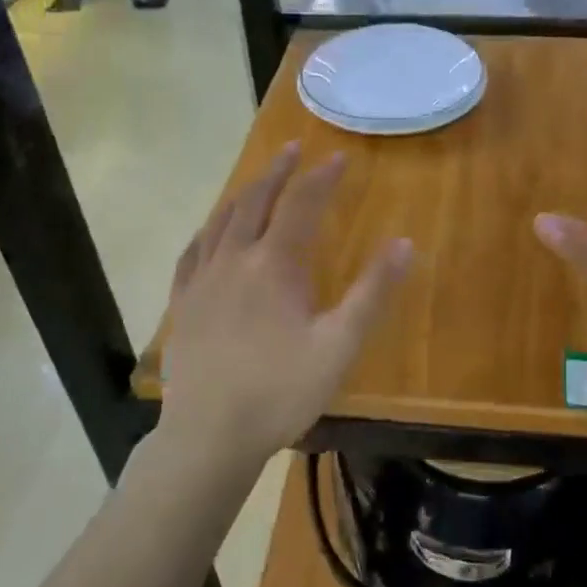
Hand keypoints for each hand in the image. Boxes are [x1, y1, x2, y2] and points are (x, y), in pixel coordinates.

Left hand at [159, 143, 411, 473]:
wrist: (209, 436)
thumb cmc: (280, 391)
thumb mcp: (339, 345)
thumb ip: (372, 293)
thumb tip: (404, 244)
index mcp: (274, 265)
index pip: (301, 205)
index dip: (321, 178)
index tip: (338, 158)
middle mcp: (234, 260)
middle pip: (255, 201)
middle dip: (278, 172)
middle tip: (294, 149)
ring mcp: (201, 281)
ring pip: (221, 221)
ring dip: (244, 193)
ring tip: (259, 181)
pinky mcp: (182, 304)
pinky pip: (192, 252)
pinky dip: (208, 230)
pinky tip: (211, 231)